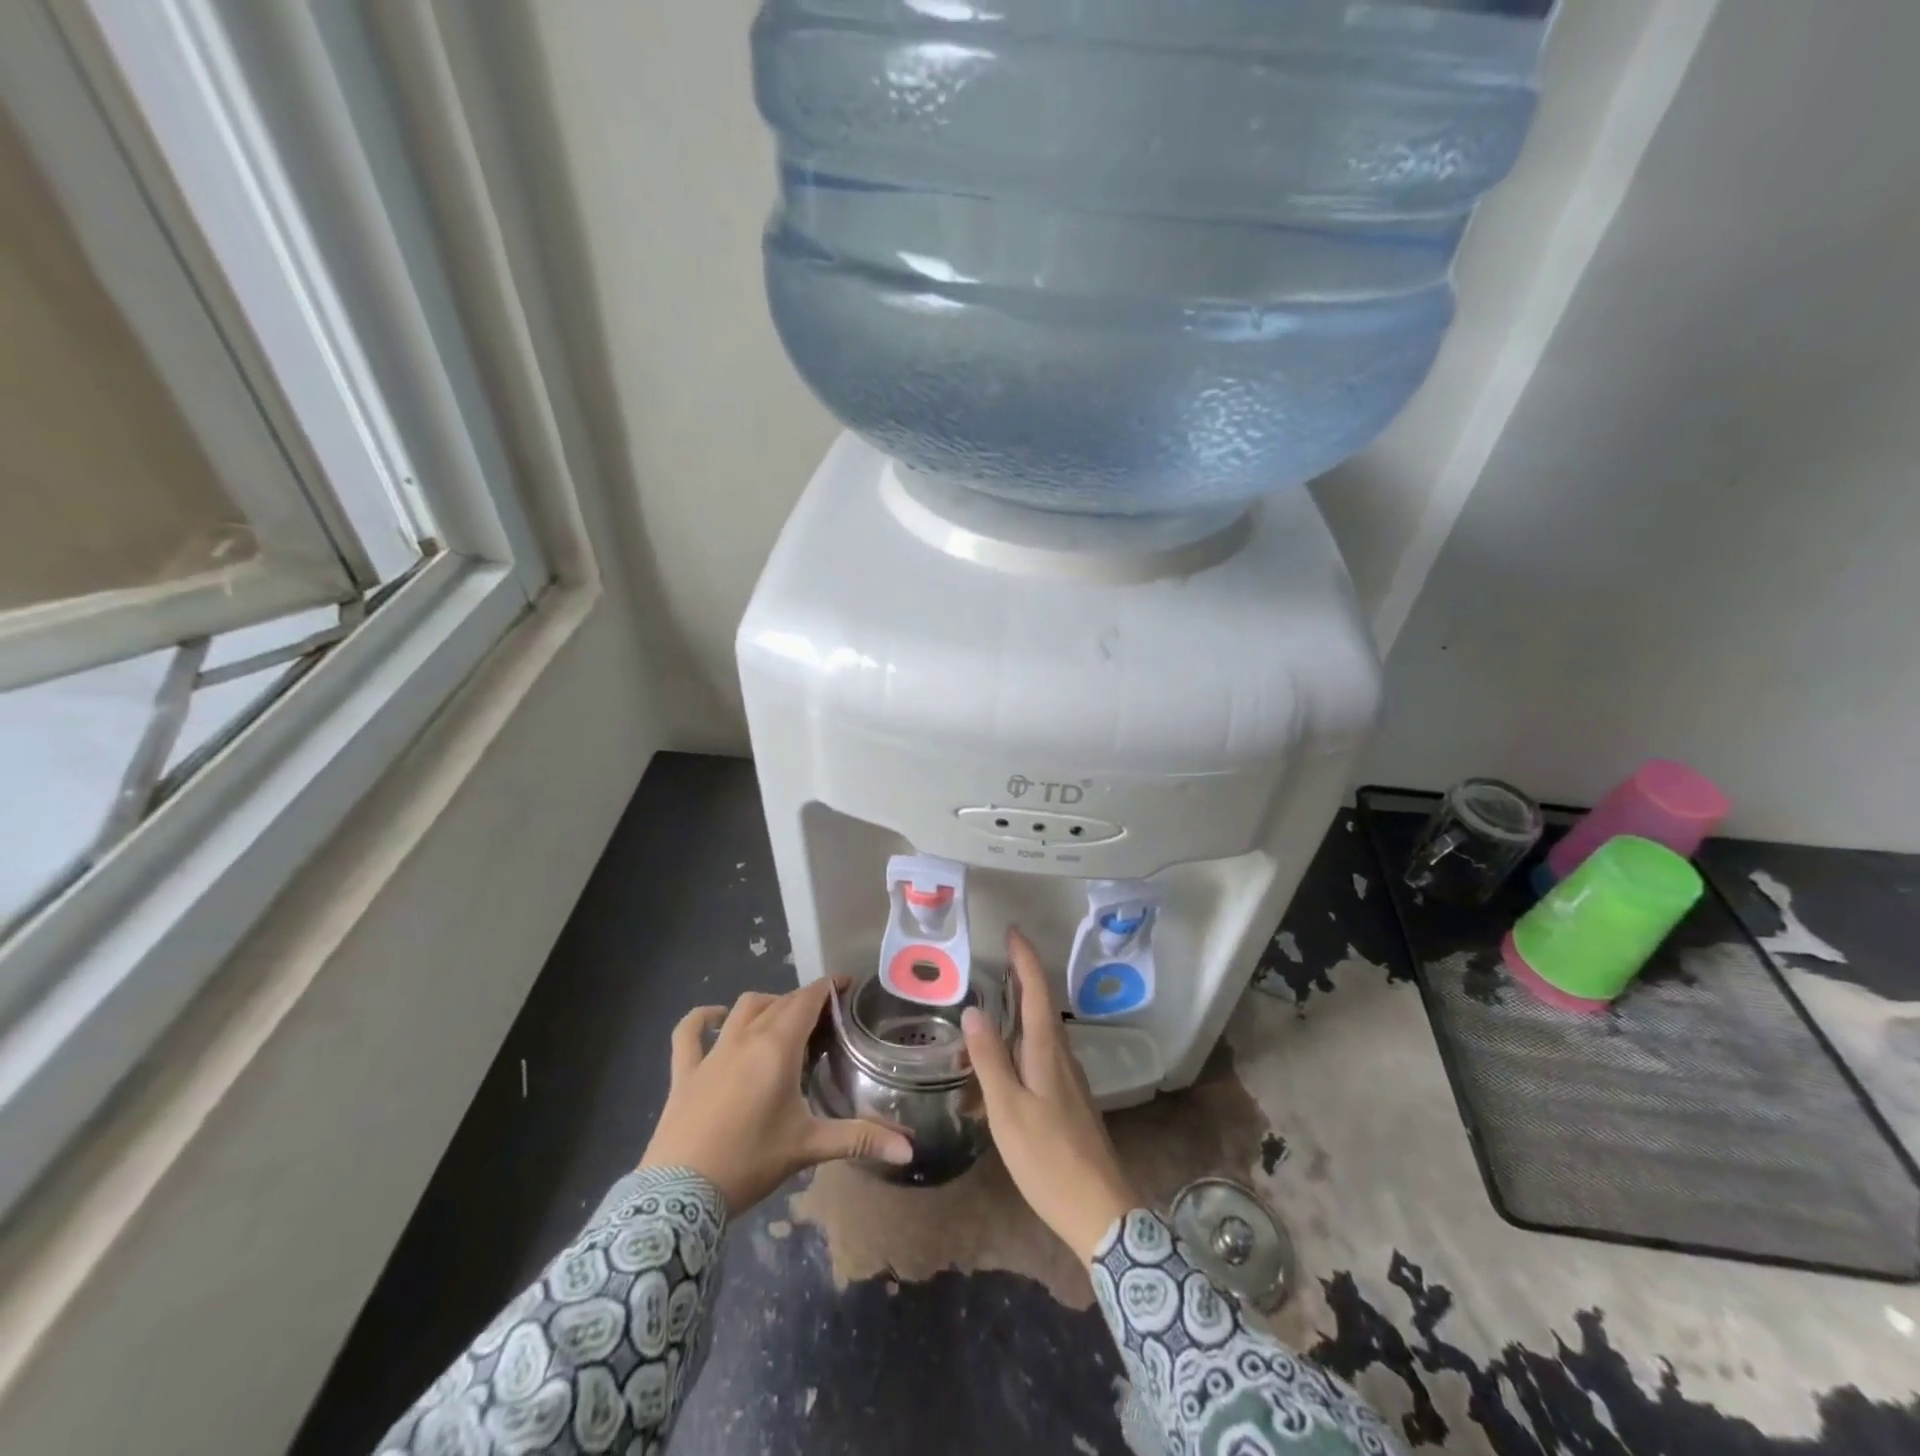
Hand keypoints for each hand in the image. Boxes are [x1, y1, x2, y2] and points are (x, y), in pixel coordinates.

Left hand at [640, 979, 912, 1211]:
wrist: (679, 1195)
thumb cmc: (750, 1162)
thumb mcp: (808, 1147)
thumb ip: (859, 1139)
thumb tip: (909, 1147)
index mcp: (777, 1047)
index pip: (807, 1000)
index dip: (828, 988)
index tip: (847, 986)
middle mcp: (745, 1037)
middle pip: (780, 1002)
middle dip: (804, 1001)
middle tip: (825, 1019)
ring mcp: (712, 1052)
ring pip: (743, 1008)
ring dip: (766, 1004)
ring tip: (782, 1019)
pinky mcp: (685, 1071)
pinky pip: (689, 1032)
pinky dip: (702, 1018)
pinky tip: (714, 1017)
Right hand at [962, 928, 1140, 1260]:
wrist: (1100, 1211)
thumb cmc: (1048, 1158)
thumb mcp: (1008, 1110)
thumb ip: (990, 1060)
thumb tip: (973, 1010)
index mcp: (1048, 1051)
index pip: (1037, 991)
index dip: (1025, 958)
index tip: (1012, 930)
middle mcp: (1062, 1056)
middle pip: (1043, 1005)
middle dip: (1024, 975)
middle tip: (1001, 955)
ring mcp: (1069, 1079)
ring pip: (1044, 1030)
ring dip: (1025, 1006)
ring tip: (999, 997)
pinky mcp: (1069, 1100)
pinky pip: (1044, 1054)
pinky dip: (1025, 1039)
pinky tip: (1010, 1055)